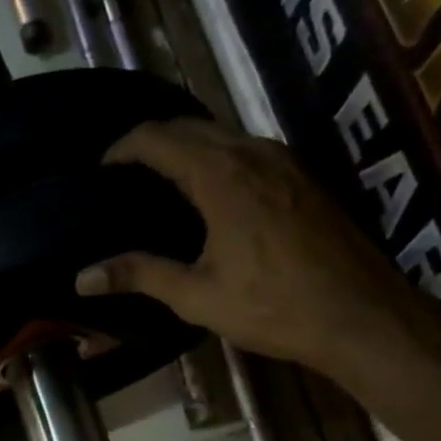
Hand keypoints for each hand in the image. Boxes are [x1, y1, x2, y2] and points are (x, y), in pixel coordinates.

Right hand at [76, 119, 417, 370]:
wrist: (358, 314)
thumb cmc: (273, 307)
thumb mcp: (197, 296)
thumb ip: (140, 275)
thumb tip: (82, 278)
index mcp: (221, 175)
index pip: (158, 138)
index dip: (122, 148)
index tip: (99, 169)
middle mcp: (252, 152)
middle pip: (190, 126)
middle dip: (151, 141)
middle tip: (123, 174)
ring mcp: (284, 160)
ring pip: (222, 133)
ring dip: (185, 146)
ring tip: (158, 181)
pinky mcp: (302, 176)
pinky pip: (246, 148)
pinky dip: (215, 157)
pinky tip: (208, 193)